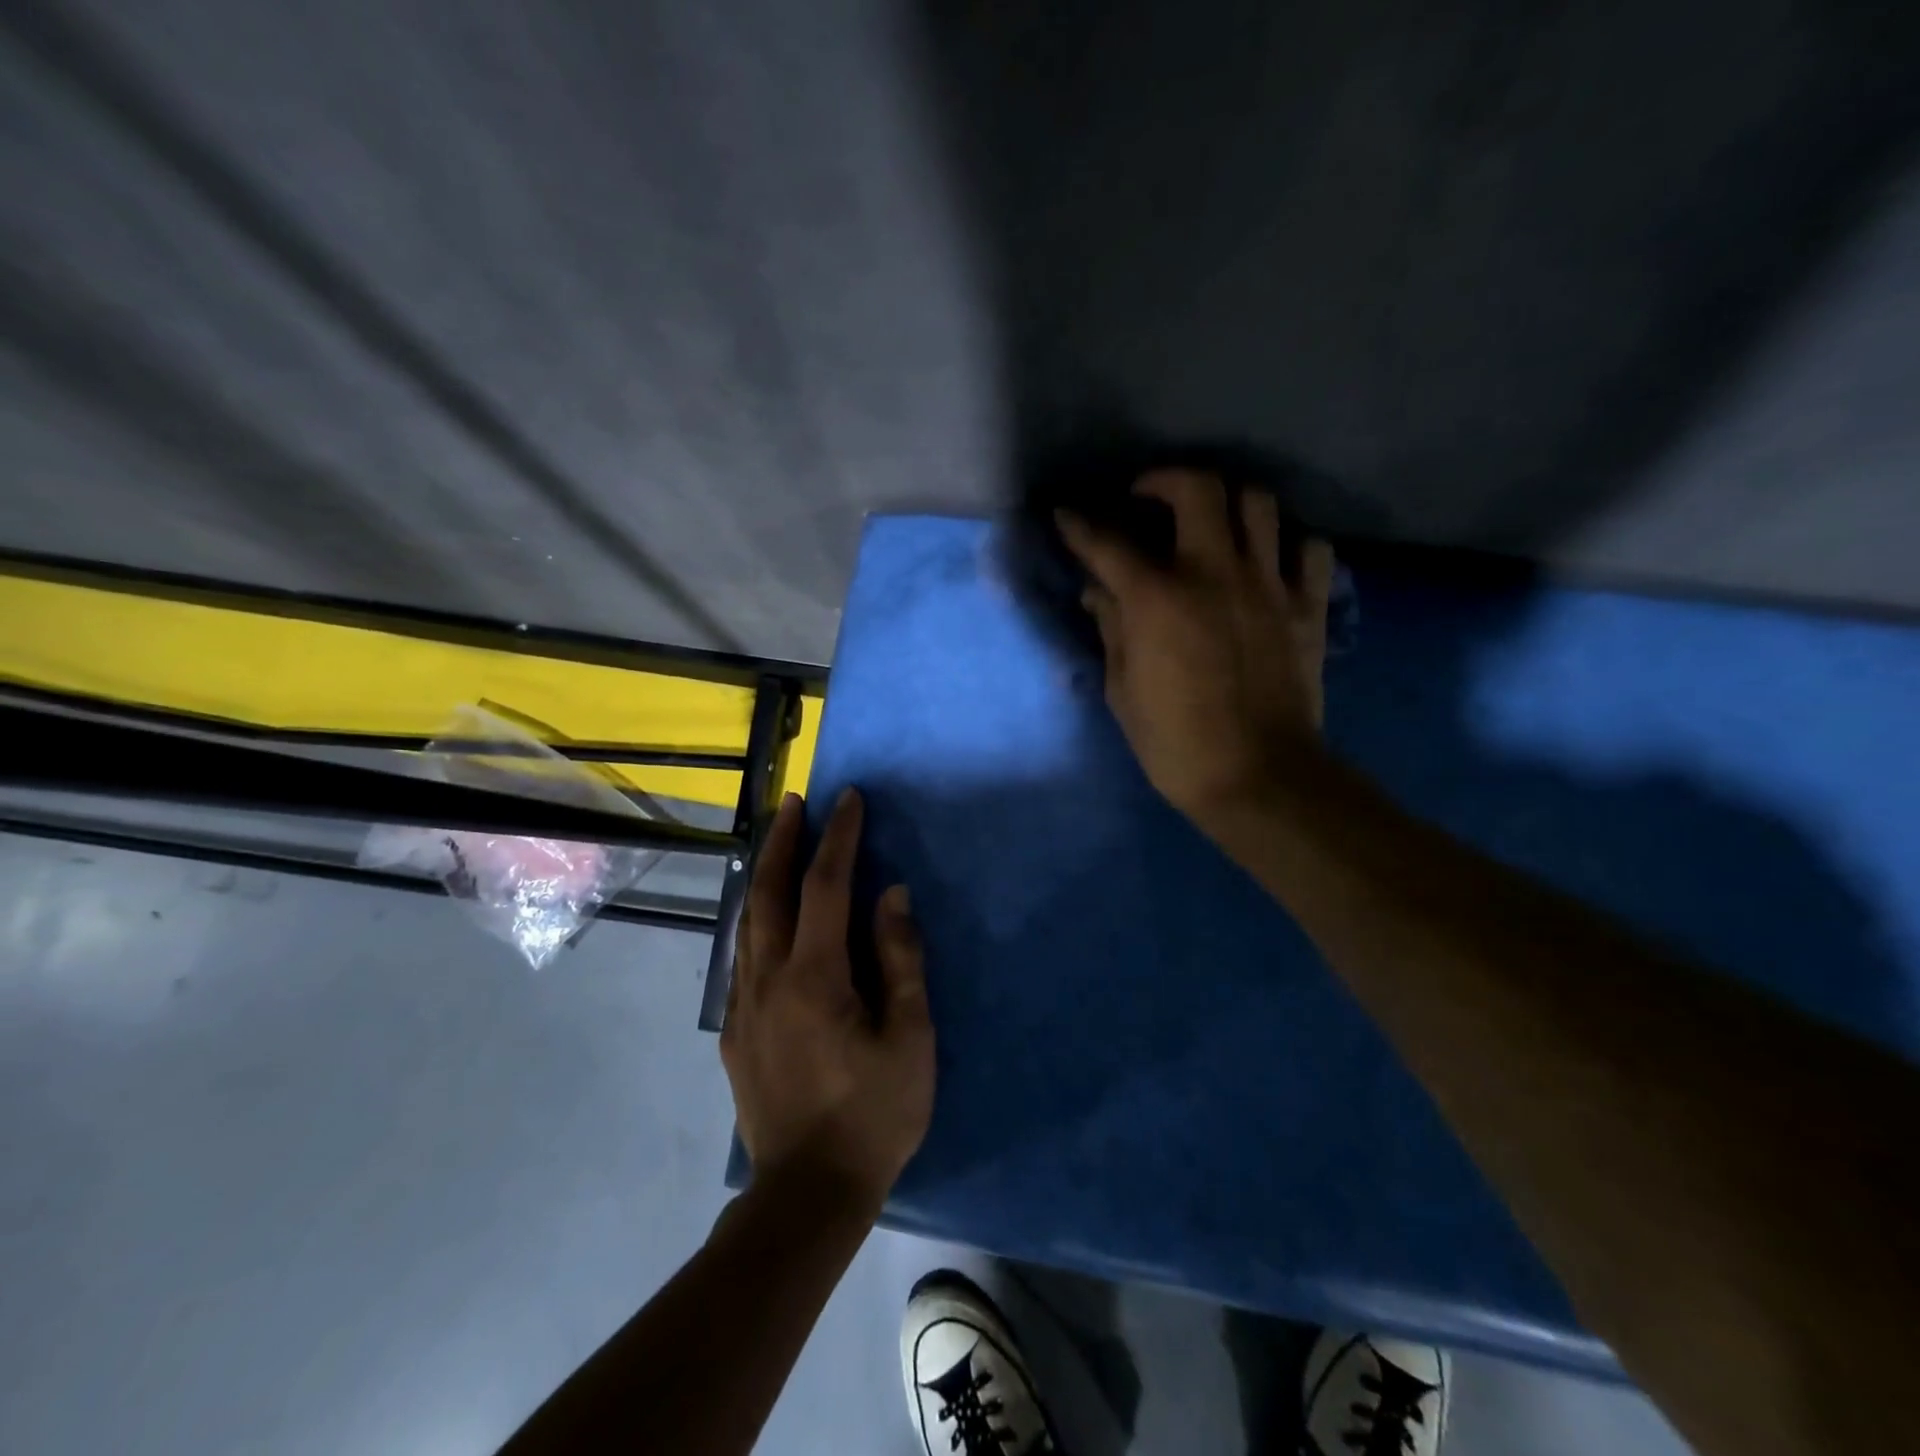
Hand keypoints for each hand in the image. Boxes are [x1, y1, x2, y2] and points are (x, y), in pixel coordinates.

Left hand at [720, 789, 934, 1215]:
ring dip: (763, 873)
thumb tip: (893, 895)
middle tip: (795, 801)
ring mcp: (744, 1005)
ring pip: (747, 920)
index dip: (838, 837)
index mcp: (815, 977)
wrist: (807, 1195)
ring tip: (778, 841)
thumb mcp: (909, 1038)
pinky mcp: (735, 1031)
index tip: (849, 799)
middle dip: (783, 840)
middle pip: (768, 892)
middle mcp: (769, 979)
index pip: (825, 886)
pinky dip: (754, 918)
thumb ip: (901, 960)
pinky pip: (741, 956)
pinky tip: (765, 917)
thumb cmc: (873, 1115)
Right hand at [1057, 469, 1335, 826]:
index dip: (1080, 526)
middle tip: (1146, 499)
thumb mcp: (1123, 690)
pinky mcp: (1307, 606)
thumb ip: (1112, 630)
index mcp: (1158, 599)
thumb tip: (1100, 592)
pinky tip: (1267, 560)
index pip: (1108, 544)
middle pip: (1198, 489)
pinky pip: (1308, 547)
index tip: (1066, 515)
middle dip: (1164, 480)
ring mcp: (1268, 585)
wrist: (1258, 777)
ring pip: (1257, 503)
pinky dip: (1286, 542)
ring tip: (1209, 522)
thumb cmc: (1175, 743)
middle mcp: (1215, 573)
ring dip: (1226, 501)